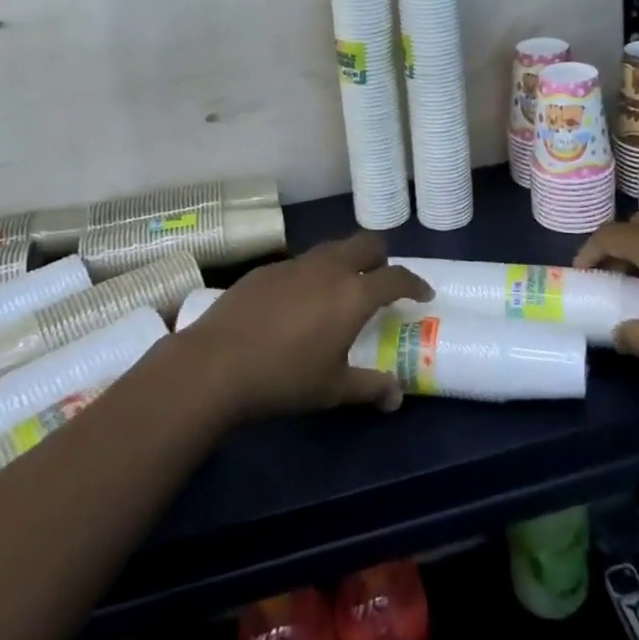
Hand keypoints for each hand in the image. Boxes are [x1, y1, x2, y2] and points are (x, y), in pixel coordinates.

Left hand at [176, 233, 434, 419]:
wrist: (215, 364)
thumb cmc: (283, 378)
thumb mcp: (332, 389)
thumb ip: (370, 387)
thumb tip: (396, 396)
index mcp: (353, 294)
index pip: (396, 277)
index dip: (415, 283)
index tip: (423, 294)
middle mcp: (329, 268)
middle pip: (366, 244)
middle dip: (382, 258)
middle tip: (381, 282)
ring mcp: (295, 264)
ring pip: (332, 248)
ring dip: (346, 262)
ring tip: (340, 291)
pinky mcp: (266, 268)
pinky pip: (301, 263)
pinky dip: (313, 274)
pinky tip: (298, 303)